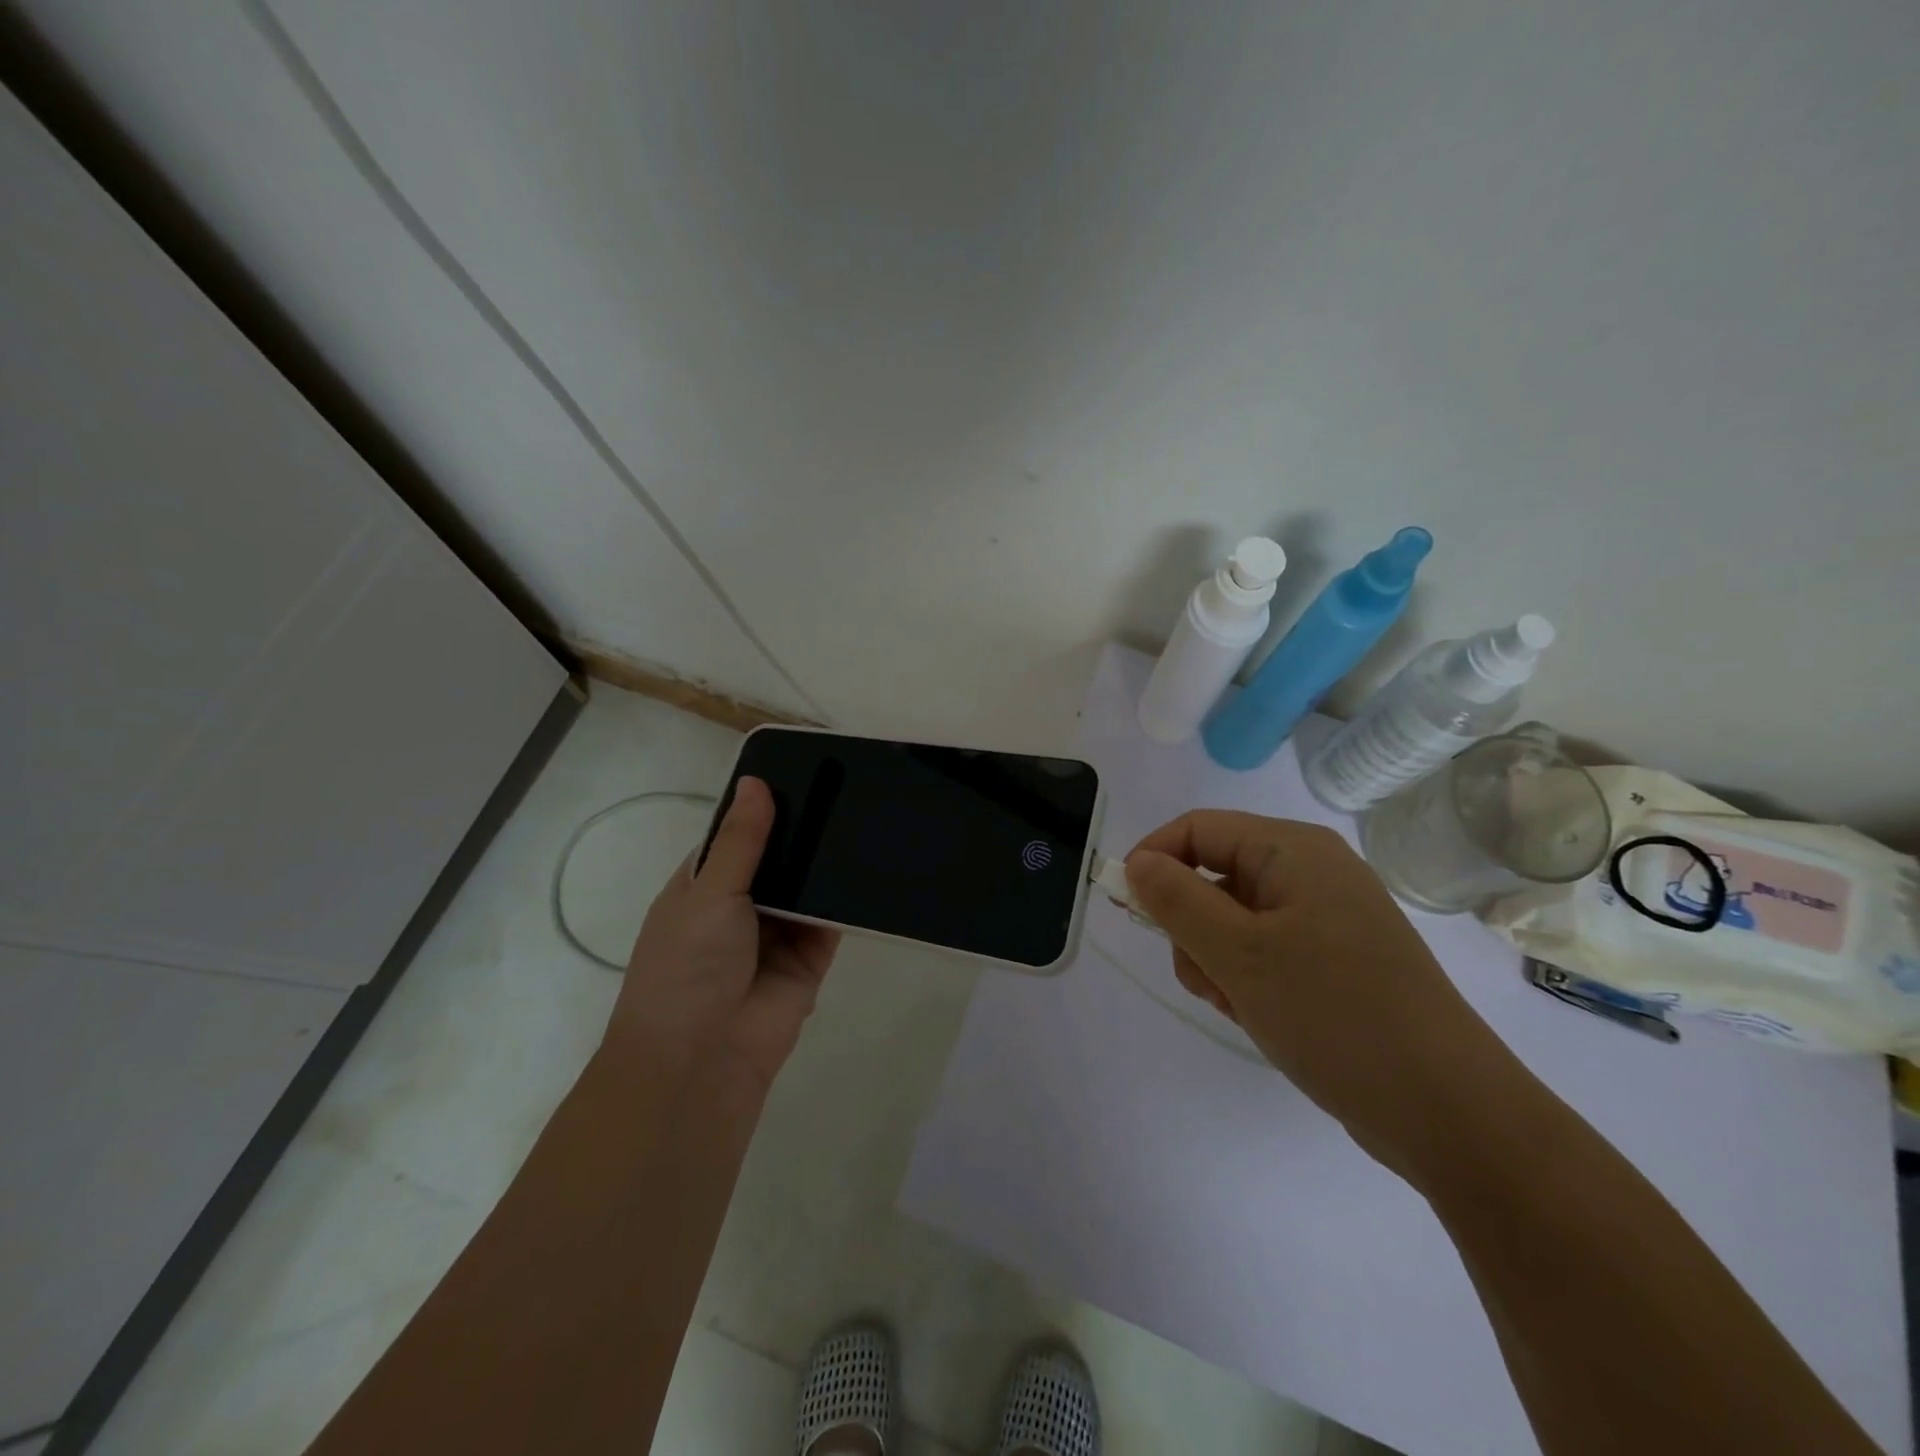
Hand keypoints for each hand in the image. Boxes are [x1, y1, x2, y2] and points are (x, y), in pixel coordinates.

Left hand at [607, 777, 839, 1096]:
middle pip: (778, 858)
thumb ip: (741, 841)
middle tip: (849, 784)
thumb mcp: (708, 892)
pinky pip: (832, 919)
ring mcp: (777, 933)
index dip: (765, 806)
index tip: (803, 770)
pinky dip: (847, 898)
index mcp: (703, 885)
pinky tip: (875, 860)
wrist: (700, 1062)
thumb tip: (756, 782)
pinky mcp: (810, 959)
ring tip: (868, 812)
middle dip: (804, 832)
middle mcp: (740, 905)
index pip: (738, 834)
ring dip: (827, 862)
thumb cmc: (686, 967)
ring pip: (808, 886)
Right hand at [1125, 811, 1517, 1180]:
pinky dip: (1246, 979)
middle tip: (1201, 975)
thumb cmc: (1334, 1014)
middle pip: (1214, 874)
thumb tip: (1138, 863)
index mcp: (1293, 850)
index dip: (1154, 859)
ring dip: (1215, 959)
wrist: (1449, 1112)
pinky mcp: (1335, 961)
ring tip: (1236, 1004)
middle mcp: (1312, 872)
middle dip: (1190, 924)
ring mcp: (1327, 918)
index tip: (1127, 909)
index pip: (1198, 828)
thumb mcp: (1238, 953)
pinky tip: (1259, 1016)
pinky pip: (1264, 951)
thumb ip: (1176, 900)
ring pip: (1234, 919)